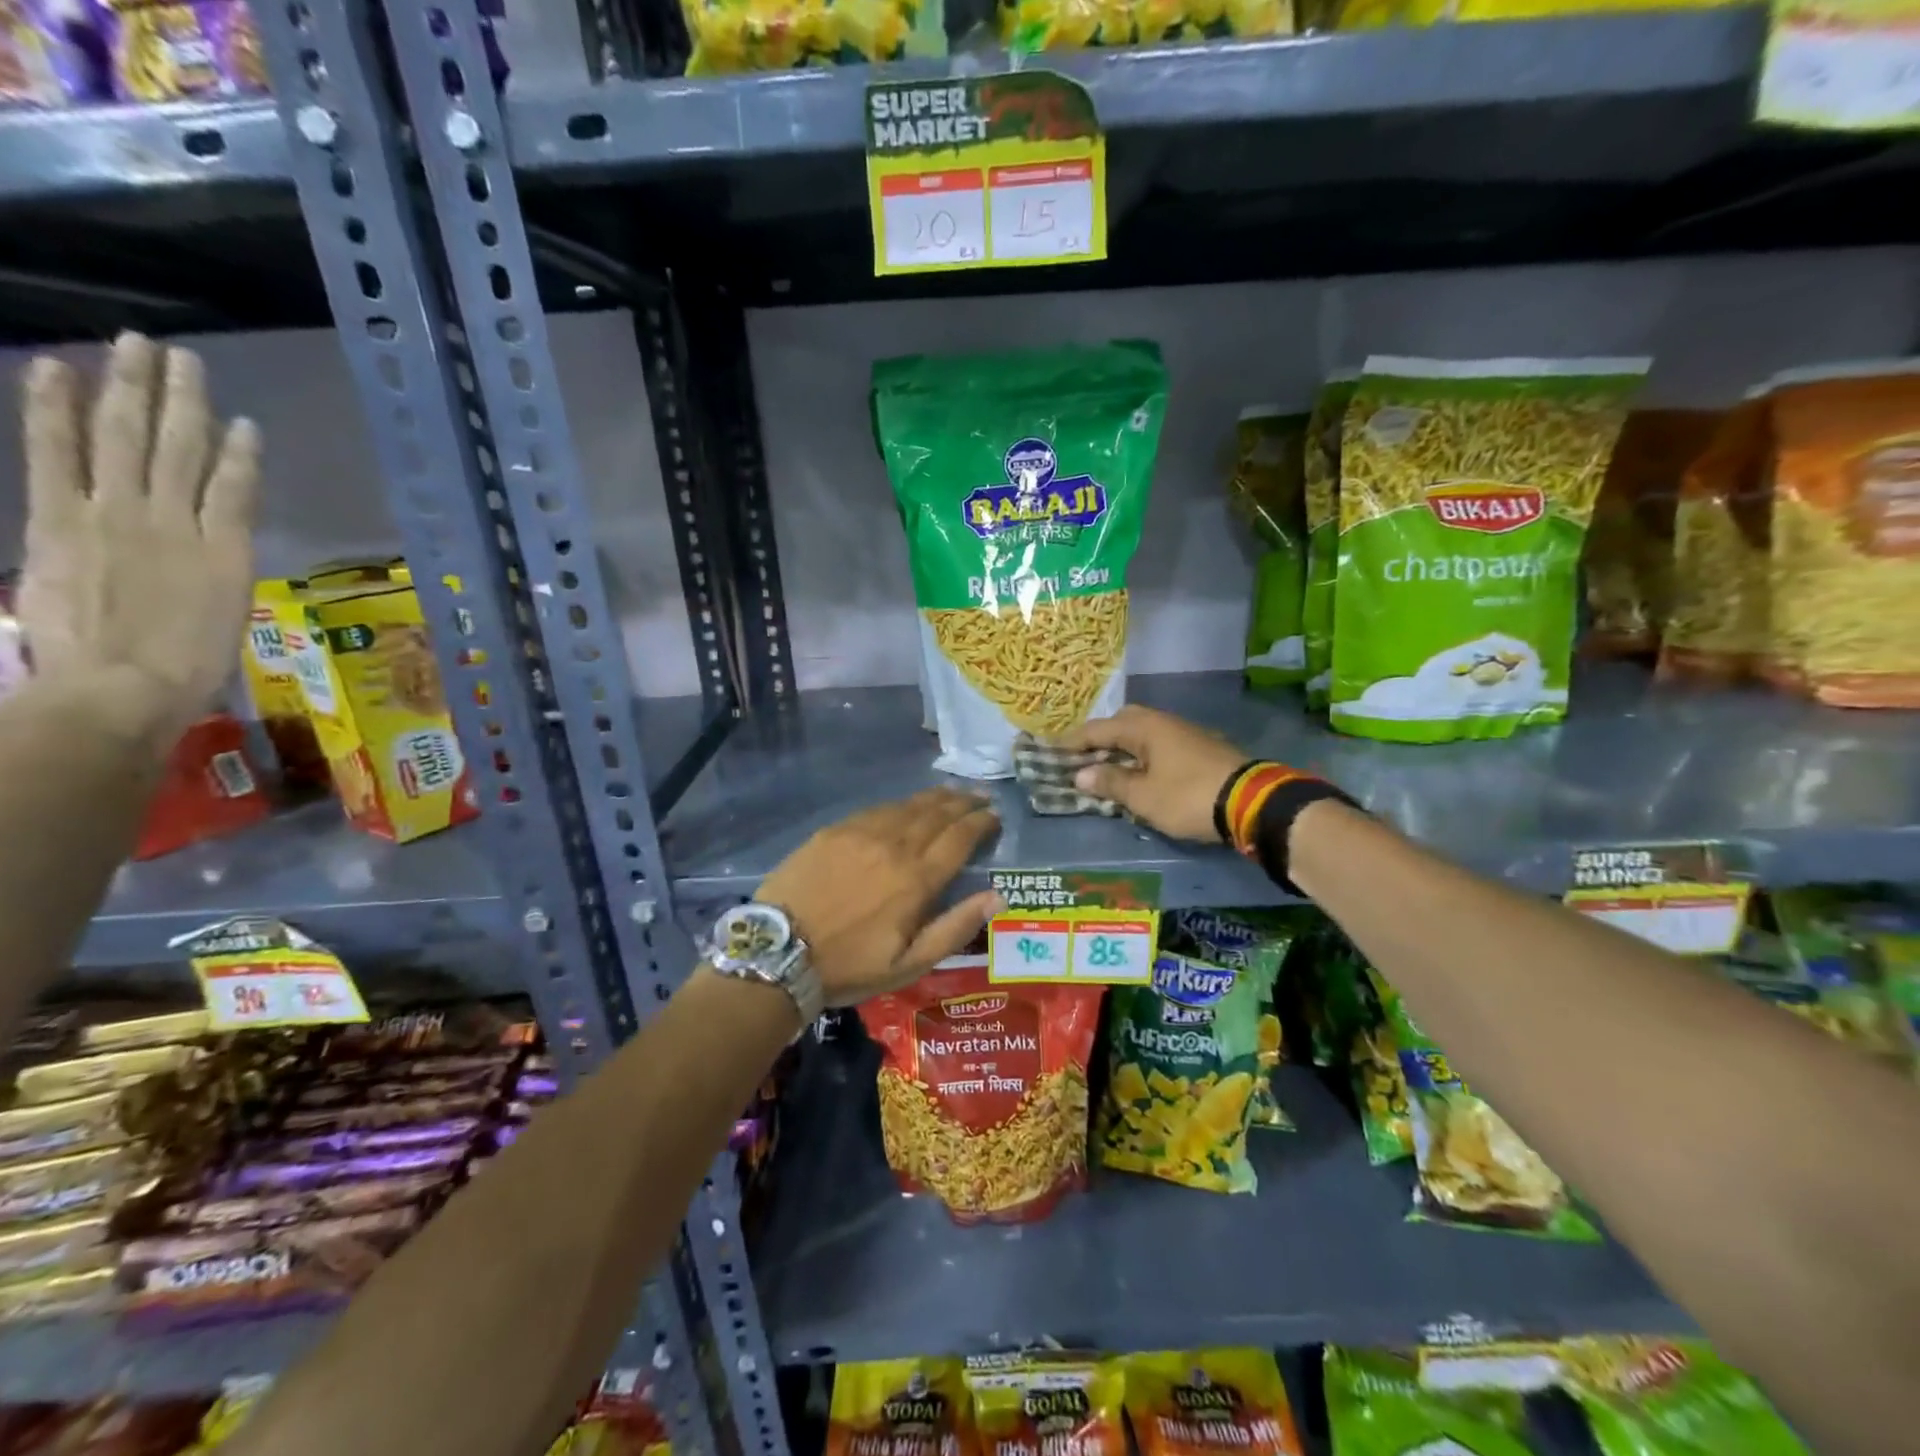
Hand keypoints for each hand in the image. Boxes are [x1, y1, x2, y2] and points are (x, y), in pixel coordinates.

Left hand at [16, 334, 260, 748]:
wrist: (123, 689)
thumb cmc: (187, 672)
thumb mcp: (223, 622)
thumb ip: (213, 578)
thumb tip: (204, 560)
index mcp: (226, 554)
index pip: (236, 488)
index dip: (240, 452)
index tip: (243, 422)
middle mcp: (179, 523)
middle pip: (183, 450)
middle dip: (183, 400)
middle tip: (181, 357)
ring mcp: (121, 517)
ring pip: (133, 439)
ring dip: (134, 389)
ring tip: (135, 348)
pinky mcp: (65, 520)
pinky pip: (62, 454)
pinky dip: (59, 412)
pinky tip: (60, 371)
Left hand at [758, 788, 1002, 1005]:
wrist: (779, 952)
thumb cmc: (849, 966)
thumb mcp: (909, 964)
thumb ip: (955, 928)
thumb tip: (997, 897)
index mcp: (917, 879)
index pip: (960, 838)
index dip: (981, 823)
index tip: (995, 816)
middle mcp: (895, 845)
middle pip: (938, 814)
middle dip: (964, 803)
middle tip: (981, 797)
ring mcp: (862, 833)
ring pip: (909, 805)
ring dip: (936, 798)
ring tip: (953, 794)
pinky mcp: (835, 830)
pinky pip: (878, 808)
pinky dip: (901, 804)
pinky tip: (906, 805)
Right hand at [1058, 705, 1248, 841]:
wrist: (1252, 802)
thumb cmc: (1188, 797)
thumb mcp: (1143, 796)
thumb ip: (1111, 782)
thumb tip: (1081, 774)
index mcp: (1144, 727)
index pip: (1097, 729)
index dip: (1072, 742)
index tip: (1051, 751)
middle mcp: (1163, 722)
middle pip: (1122, 723)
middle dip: (1100, 738)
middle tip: (1082, 757)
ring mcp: (1185, 733)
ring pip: (1143, 733)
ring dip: (1123, 747)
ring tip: (1108, 767)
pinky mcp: (1201, 748)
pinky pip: (1159, 745)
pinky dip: (1143, 755)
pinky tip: (1141, 773)